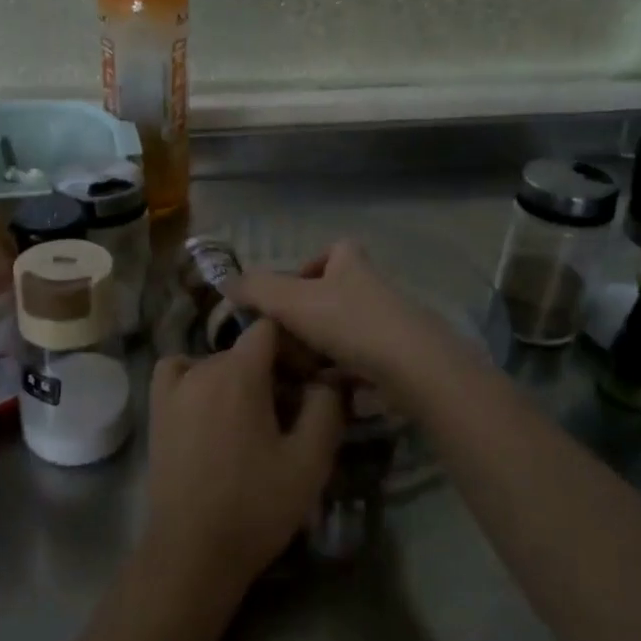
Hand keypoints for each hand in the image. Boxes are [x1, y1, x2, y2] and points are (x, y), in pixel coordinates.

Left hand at [144, 319, 344, 593]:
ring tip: (253, 418)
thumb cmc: (256, 505)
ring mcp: (173, 388)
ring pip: (215, 362)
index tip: (310, 380)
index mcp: (239, 373)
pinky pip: (178, 372)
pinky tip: (210, 405)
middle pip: (244, 349)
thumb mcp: (310, 460)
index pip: (269, 328)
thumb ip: (326, 408)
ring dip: (239, 378)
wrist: (193, 551)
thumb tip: (327, 379)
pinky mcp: (156, 410)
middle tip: (292, 411)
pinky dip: (196, 376)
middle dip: (273, 370)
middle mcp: (202, 368)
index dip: (295, 347)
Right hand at [230, 241, 449, 385]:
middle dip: (310, 317)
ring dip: (323, 349)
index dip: (312, 265)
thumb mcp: (292, 300)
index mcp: (352, 266)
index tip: (290, 291)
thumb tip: (227, 283)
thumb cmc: (349, 322)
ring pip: (348, 332)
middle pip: (338, 294)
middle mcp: (374, 290)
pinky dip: (343, 375)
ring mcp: (390, 325)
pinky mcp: (399, 360)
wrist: (412, 368)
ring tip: (301, 371)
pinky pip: (363, 363)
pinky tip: (326, 390)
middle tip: (285, 340)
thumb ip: (257, 289)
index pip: (336, 250)